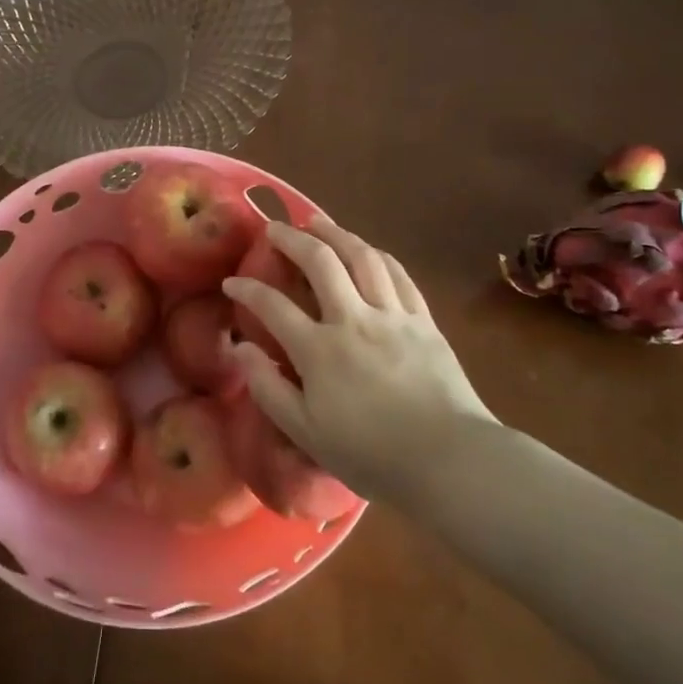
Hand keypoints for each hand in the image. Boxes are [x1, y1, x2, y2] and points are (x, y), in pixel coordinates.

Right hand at [221, 219, 498, 507]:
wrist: (451, 460)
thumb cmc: (371, 454)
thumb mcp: (306, 432)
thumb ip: (268, 387)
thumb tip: (240, 348)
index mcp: (319, 350)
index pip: (273, 306)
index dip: (247, 289)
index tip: (231, 282)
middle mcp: (353, 319)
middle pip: (320, 262)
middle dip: (292, 239)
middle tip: (275, 229)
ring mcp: (393, 315)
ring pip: (362, 257)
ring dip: (336, 233)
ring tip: (318, 222)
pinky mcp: (423, 320)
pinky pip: (398, 275)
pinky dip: (377, 255)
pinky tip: (367, 250)